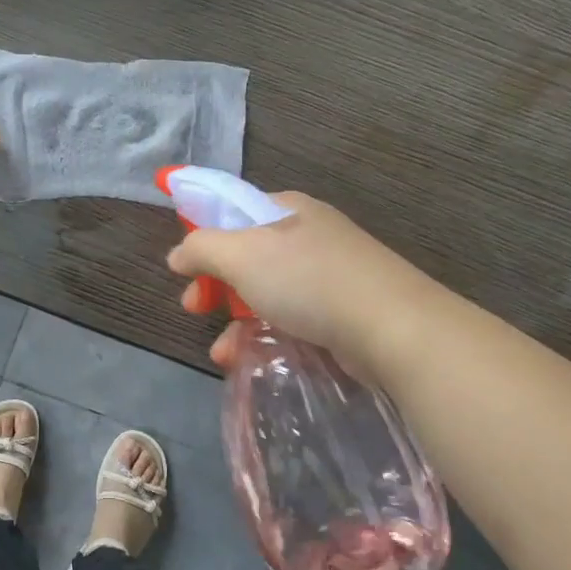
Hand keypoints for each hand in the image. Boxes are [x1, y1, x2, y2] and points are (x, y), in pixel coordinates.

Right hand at [166, 192, 429, 379]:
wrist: (393, 328)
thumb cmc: (308, 279)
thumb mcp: (241, 254)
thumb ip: (201, 248)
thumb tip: (178, 254)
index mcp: (287, 210)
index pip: (234, 212)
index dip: (204, 237)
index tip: (185, 268)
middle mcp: (309, 236)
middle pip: (247, 255)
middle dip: (215, 284)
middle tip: (194, 306)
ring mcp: (330, 275)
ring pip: (267, 293)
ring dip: (235, 320)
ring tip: (222, 352)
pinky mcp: (343, 313)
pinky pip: (291, 319)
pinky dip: (265, 336)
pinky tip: (248, 360)